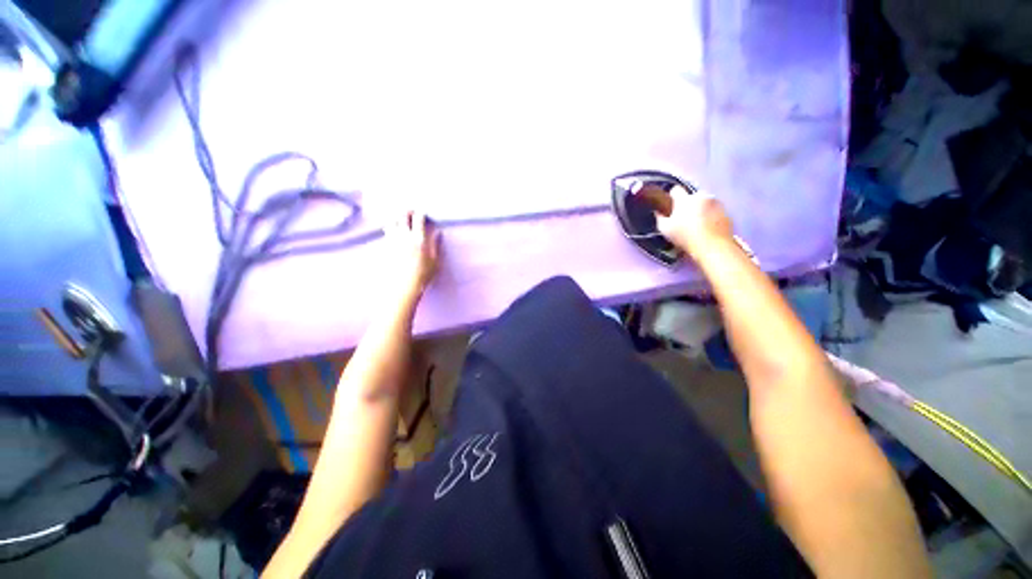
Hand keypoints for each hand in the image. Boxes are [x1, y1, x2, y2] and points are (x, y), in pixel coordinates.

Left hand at [385, 210, 440, 299]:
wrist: (402, 286)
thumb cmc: (422, 275)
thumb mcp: (435, 261)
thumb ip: (436, 245)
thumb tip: (438, 233)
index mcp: (418, 238)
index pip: (418, 218)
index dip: (421, 213)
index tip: (423, 212)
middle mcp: (404, 236)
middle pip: (402, 215)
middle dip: (407, 210)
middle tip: (411, 211)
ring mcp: (392, 240)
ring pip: (391, 221)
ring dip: (396, 217)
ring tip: (400, 218)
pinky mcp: (384, 246)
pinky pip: (386, 231)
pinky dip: (389, 226)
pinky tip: (392, 229)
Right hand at [656, 186, 733, 257]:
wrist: (712, 246)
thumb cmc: (685, 237)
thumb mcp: (665, 230)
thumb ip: (660, 218)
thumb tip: (658, 212)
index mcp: (684, 199)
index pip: (675, 190)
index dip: (672, 197)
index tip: (671, 207)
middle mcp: (701, 196)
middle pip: (692, 196)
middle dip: (688, 204)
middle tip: (685, 218)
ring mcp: (715, 202)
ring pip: (705, 202)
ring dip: (701, 209)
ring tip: (698, 224)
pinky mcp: (726, 211)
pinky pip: (715, 210)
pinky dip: (711, 216)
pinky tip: (708, 227)